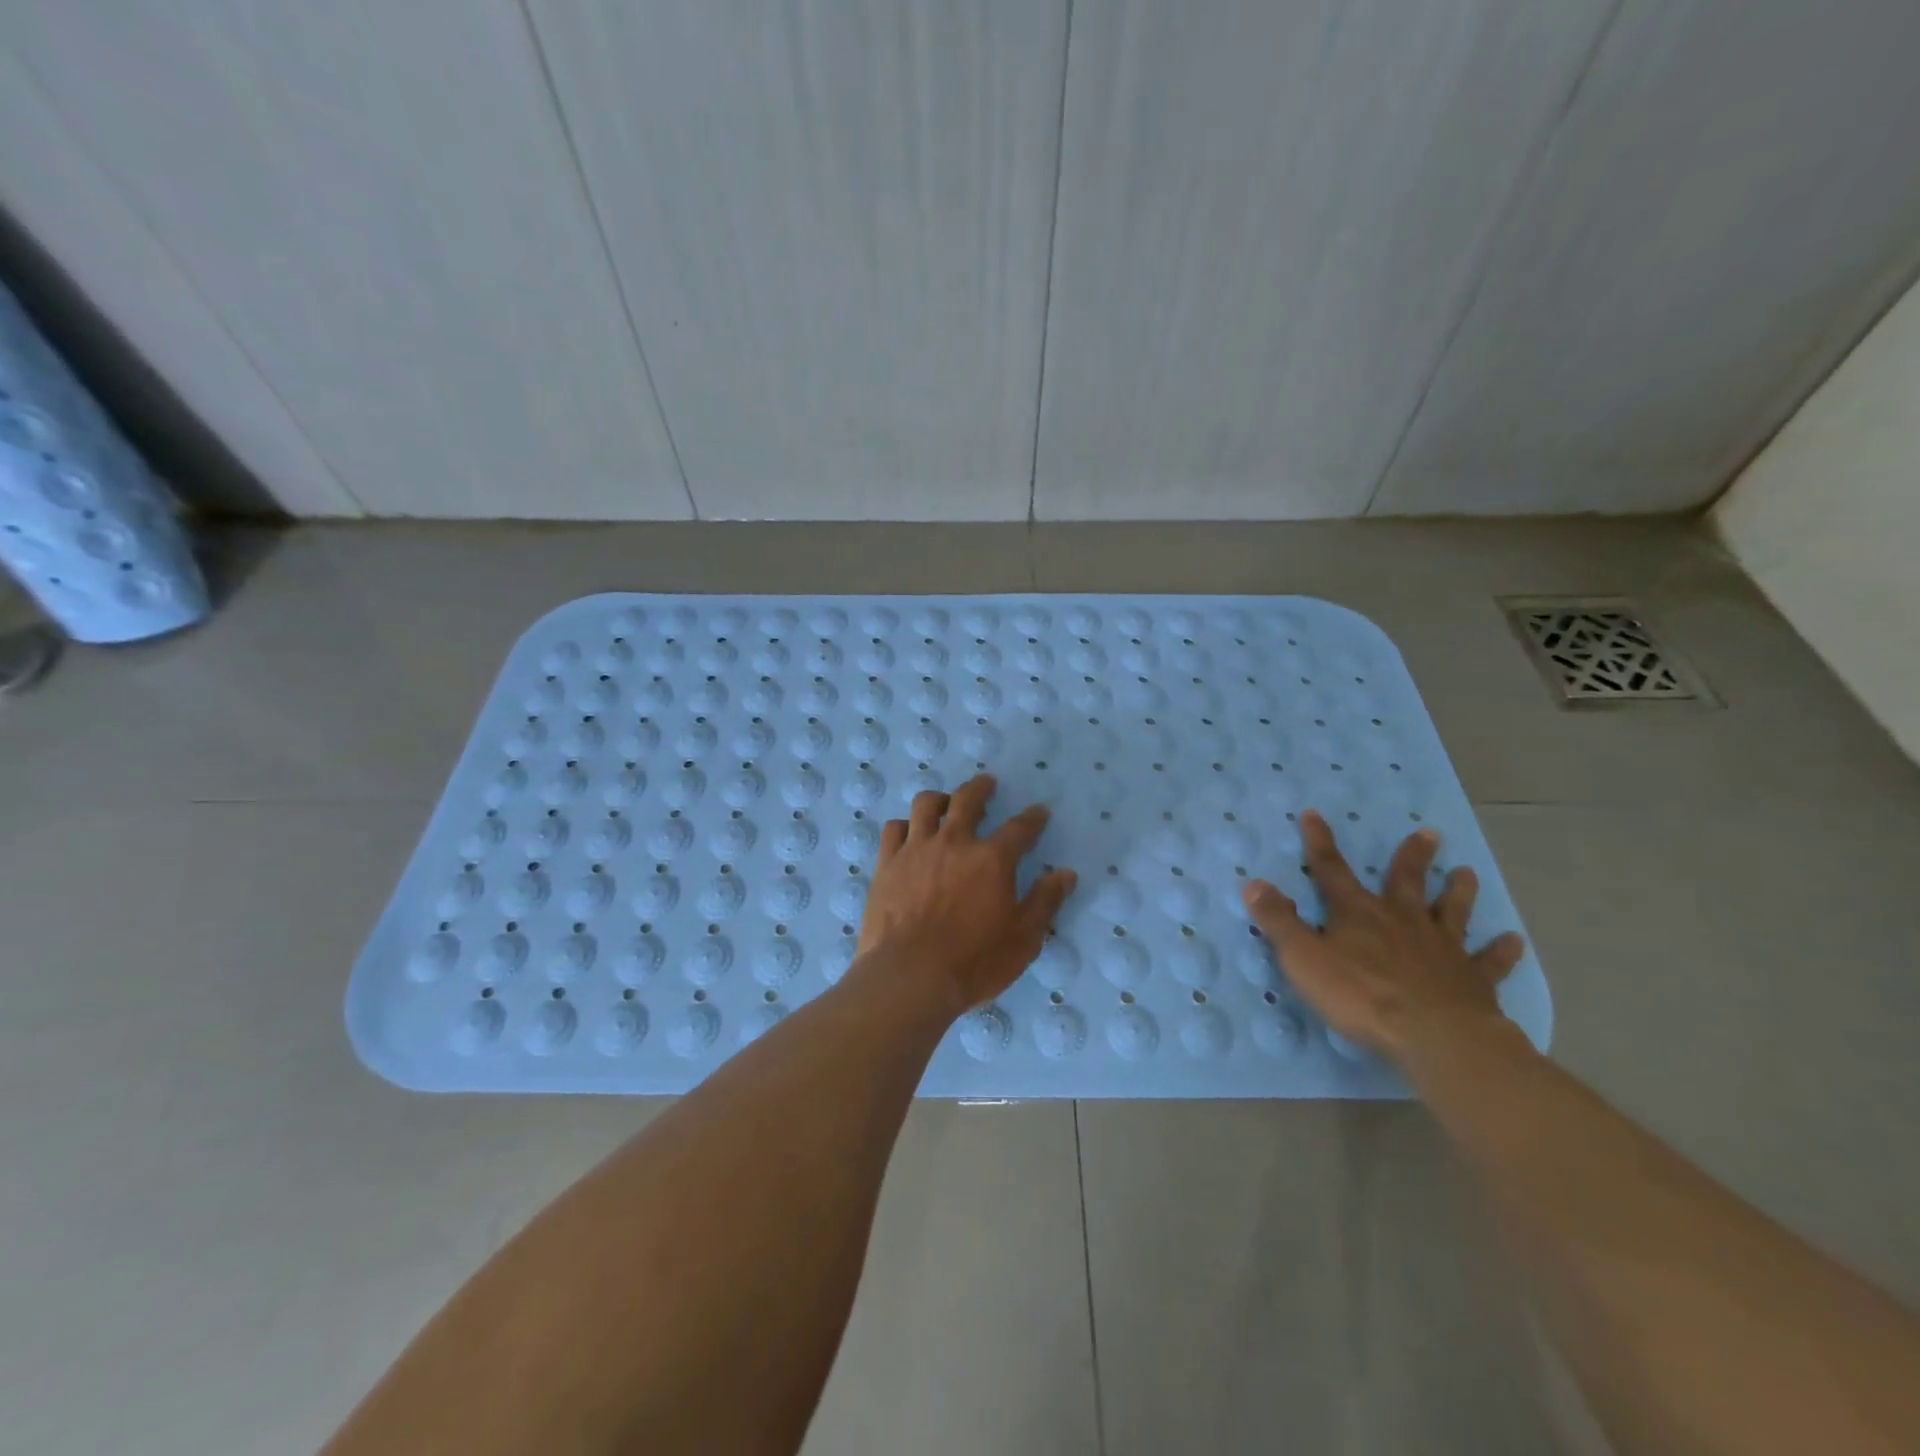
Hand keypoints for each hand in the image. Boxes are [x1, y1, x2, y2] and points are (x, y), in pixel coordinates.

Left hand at [852, 774, 1078, 1017]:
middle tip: (987, 784)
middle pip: (968, 799)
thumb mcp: (1023, 939)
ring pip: (926, 805)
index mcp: (992, 859)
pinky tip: (908, 833)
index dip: (1033, 818)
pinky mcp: (887, 863)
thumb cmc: (974, 962)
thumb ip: (1045, 901)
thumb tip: (1066, 873)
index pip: (1020, 828)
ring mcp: (916, 849)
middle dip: (981, 788)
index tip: (1039, 812)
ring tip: (945, 802)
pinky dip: (904, 825)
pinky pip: (894, 829)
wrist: (910, 976)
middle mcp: (954, 842)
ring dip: (940, 798)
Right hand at [1241, 810, 1525, 1063]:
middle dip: (1412, 857)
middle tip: (1429, 833)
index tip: (1314, 814)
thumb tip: (1253, 882)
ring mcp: (1442, 948)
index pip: (1331, 870)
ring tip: (1468, 873)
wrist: (1435, 1035)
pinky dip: (1501, 951)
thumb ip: (1278, 921)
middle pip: (1406, 881)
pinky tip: (1514, 941)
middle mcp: (1402, 920)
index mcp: (1358, 914)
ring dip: (1459, 892)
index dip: (1319, 842)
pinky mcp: (1472, 980)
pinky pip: (1489, 961)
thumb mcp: (1304, 958)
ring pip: (1452, 912)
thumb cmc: (1361, 995)